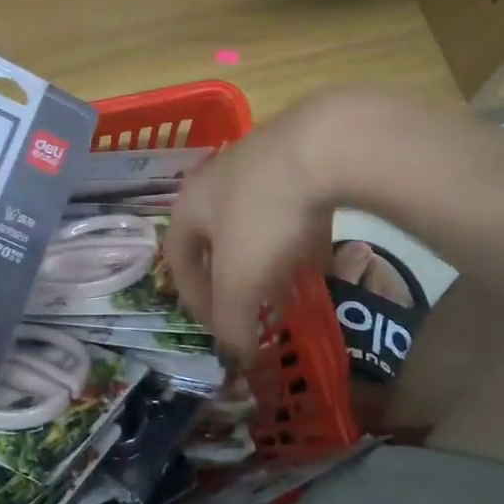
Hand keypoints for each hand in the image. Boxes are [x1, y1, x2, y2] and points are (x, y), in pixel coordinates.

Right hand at [166, 96, 343, 363]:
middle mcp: (212, 183)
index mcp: (187, 208)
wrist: (325, 146)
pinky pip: (286, 210)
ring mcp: (254, 167)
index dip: (194, 300)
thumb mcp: (241, 281)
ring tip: (286, 287)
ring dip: (263, 260)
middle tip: (251, 309)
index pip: (178, 261)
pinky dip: (295, 238)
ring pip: (251, 224)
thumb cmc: (265, 216)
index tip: (222, 328)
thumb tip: (235, 357)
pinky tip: (319, 256)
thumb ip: (232, 322)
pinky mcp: (295, 158)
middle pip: (213, 241)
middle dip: (230, 280)